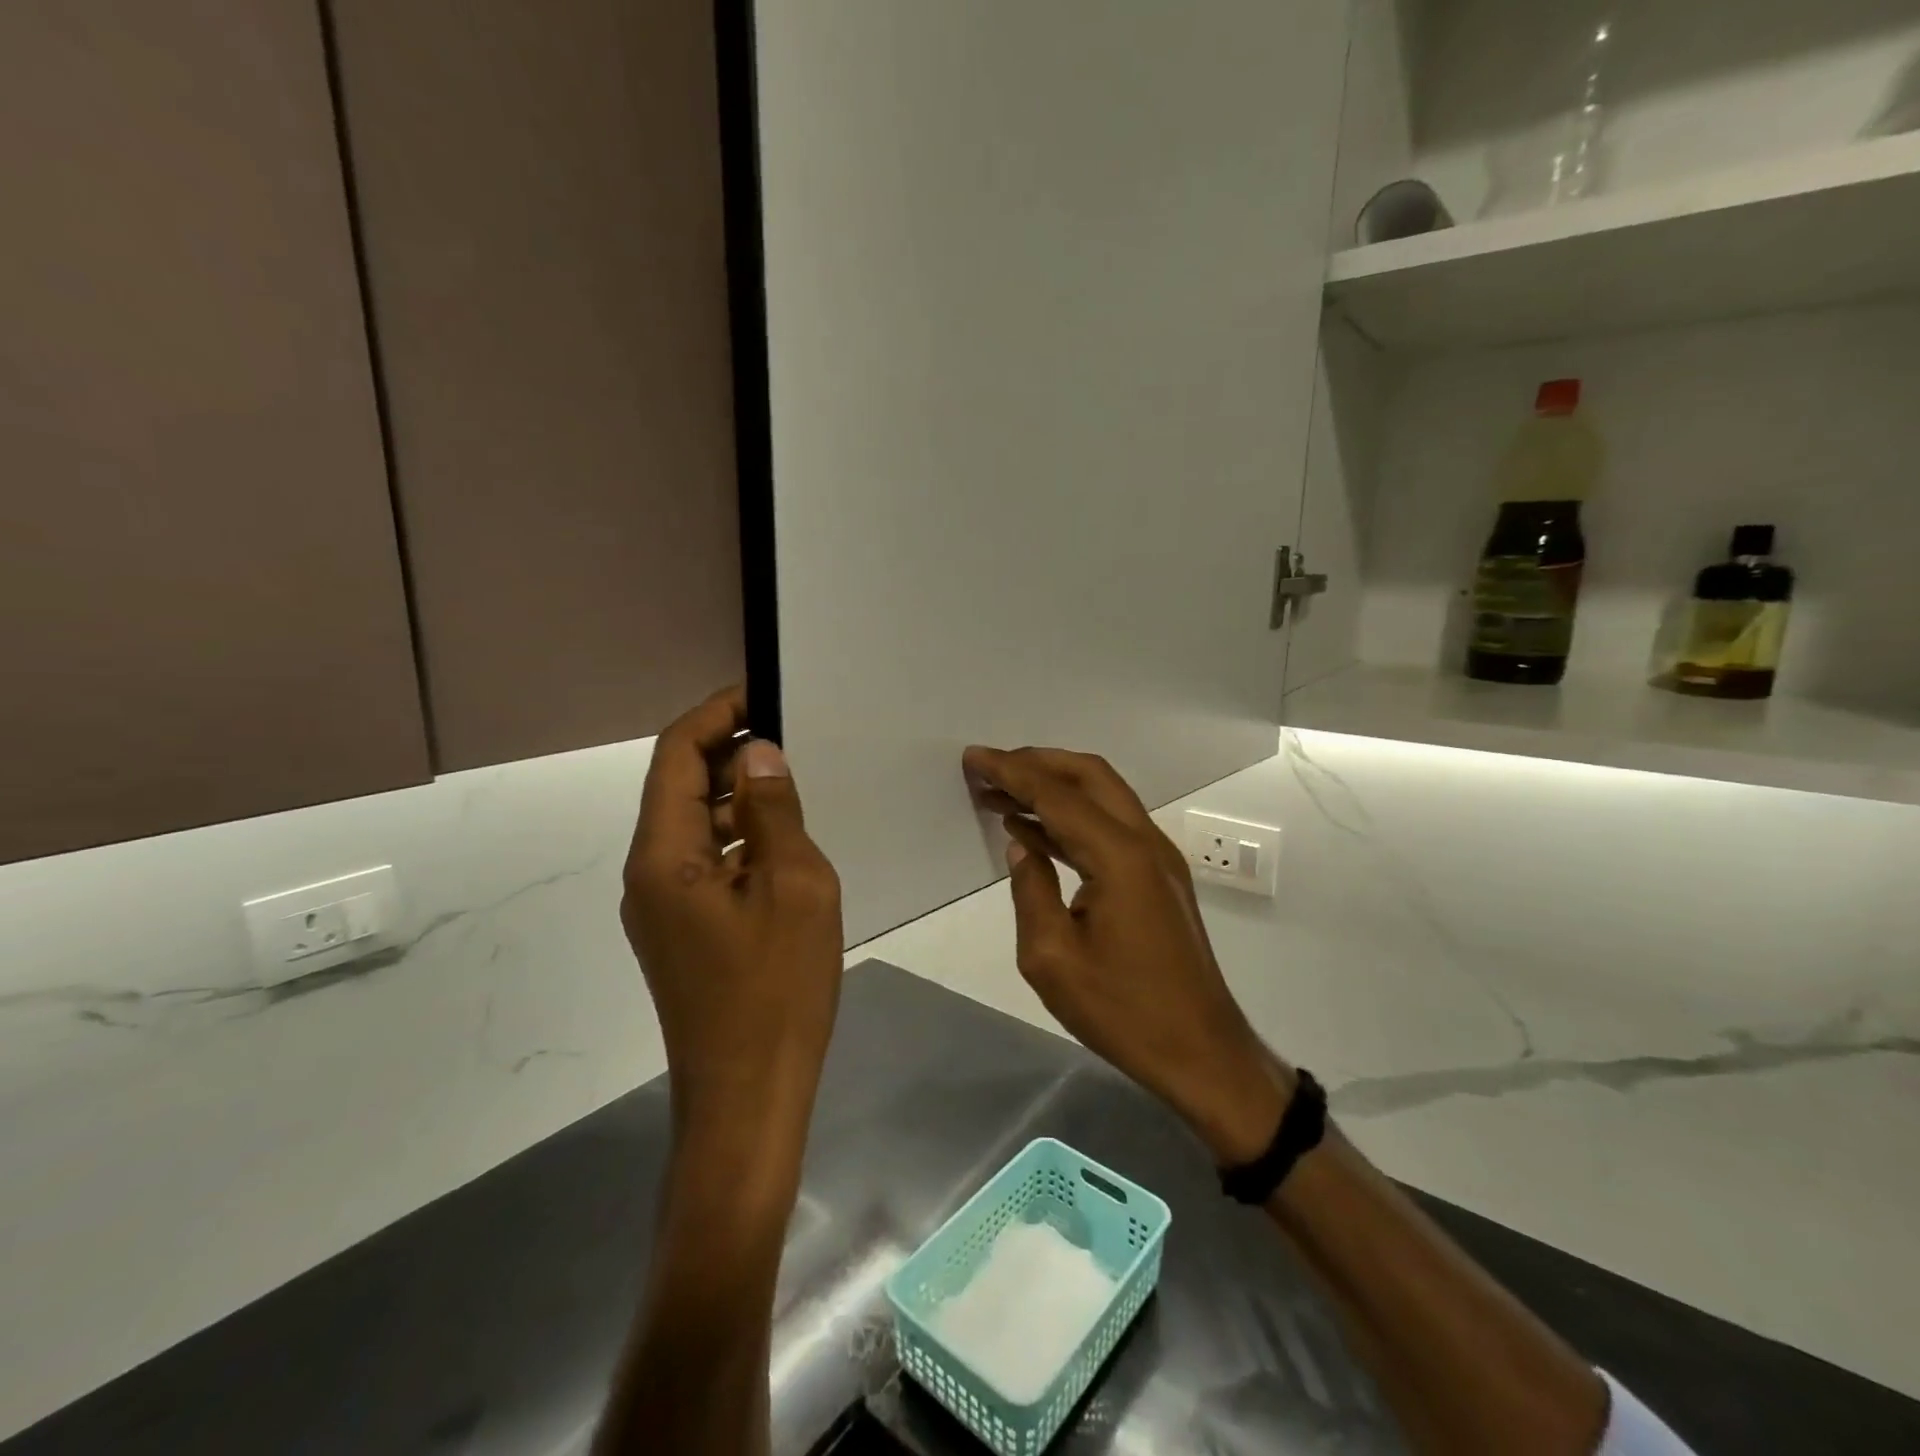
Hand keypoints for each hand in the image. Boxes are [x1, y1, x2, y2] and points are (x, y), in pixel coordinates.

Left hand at [623, 687, 843, 1127]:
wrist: (748, 1097)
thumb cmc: (776, 990)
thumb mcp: (794, 888)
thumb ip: (773, 814)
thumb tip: (759, 754)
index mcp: (664, 857)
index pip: (675, 757)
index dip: (715, 716)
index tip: (761, 693)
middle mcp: (648, 875)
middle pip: (679, 789)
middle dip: (728, 753)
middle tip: (788, 734)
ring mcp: (661, 909)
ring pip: (694, 828)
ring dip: (736, 797)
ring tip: (792, 781)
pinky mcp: (682, 933)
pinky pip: (705, 863)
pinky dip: (739, 838)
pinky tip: (782, 842)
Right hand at [963, 746, 1289, 1163]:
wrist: (1202, 1053)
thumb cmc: (1124, 1012)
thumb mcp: (1053, 959)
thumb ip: (1031, 890)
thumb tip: (1022, 845)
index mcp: (1119, 856)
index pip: (1056, 795)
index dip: (1011, 771)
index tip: (973, 758)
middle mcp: (1145, 842)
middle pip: (1089, 776)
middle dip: (1037, 763)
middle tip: (991, 767)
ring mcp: (1158, 858)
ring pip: (1104, 797)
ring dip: (1055, 788)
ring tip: (1003, 794)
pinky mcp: (1160, 878)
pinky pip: (1111, 826)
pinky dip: (1072, 818)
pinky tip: (1036, 832)